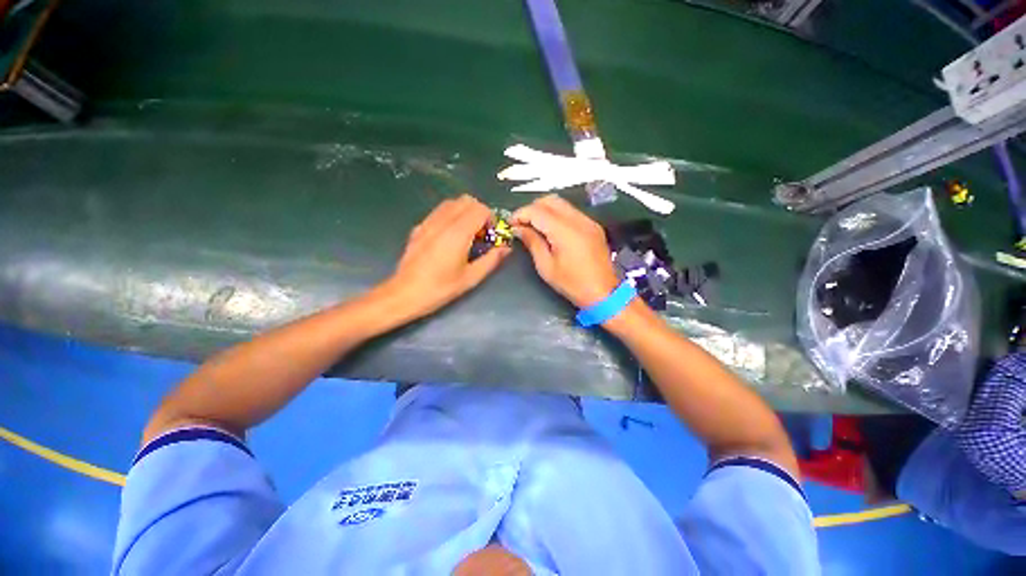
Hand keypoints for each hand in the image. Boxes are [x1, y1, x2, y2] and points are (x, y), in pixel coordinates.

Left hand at [381, 195, 510, 318]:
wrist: (404, 294)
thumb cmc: (440, 288)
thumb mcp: (470, 278)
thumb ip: (491, 260)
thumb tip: (506, 248)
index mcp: (457, 234)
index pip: (479, 209)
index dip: (490, 219)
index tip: (491, 235)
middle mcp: (442, 222)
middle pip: (466, 200)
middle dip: (479, 213)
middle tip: (481, 233)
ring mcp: (428, 223)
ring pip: (452, 203)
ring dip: (464, 212)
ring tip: (467, 234)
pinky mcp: (419, 227)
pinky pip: (439, 211)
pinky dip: (451, 216)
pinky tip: (450, 237)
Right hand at [512, 195, 619, 308]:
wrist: (603, 293)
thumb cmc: (572, 284)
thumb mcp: (546, 266)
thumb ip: (532, 242)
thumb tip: (519, 228)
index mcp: (565, 231)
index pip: (538, 211)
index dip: (521, 214)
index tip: (511, 223)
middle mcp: (578, 220)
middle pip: (550, 200)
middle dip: (532, 208)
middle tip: (522, 224)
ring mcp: (588, 221)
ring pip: (562, 203)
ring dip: (545, 210)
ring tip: (535, 226)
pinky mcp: (593, 226)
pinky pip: (571, 212)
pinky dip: (557, 215)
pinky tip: (551, 230)